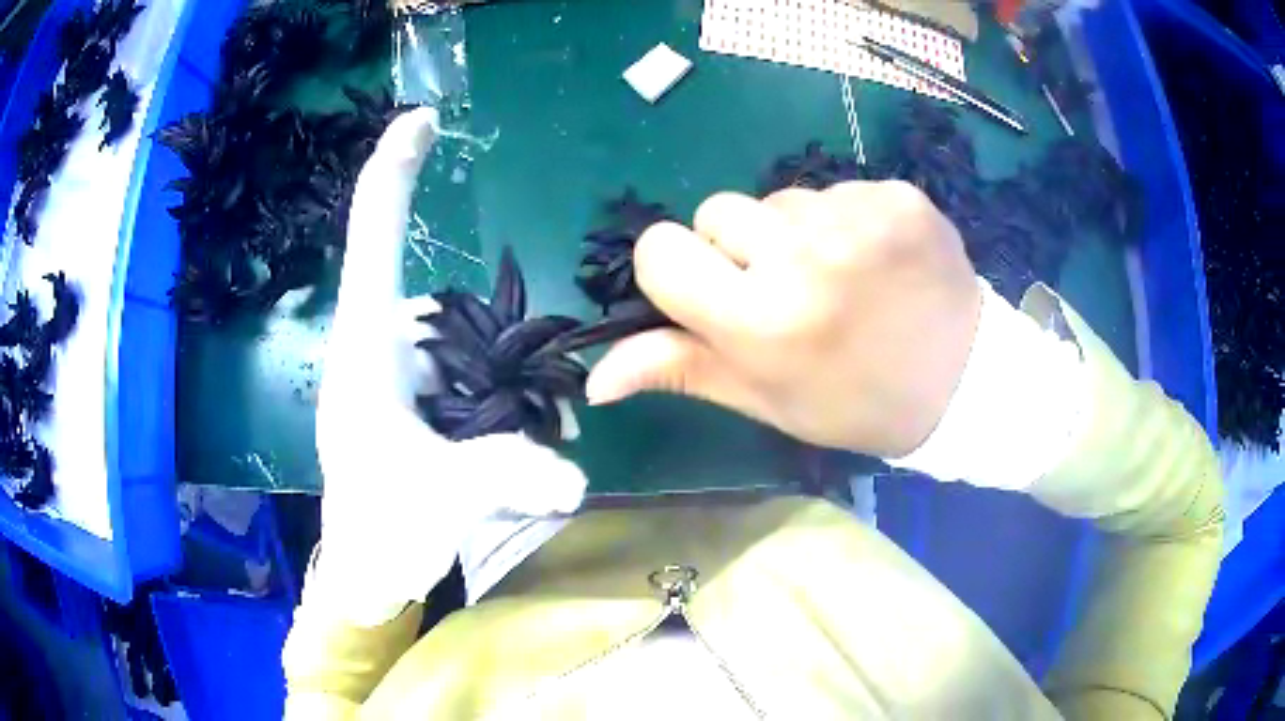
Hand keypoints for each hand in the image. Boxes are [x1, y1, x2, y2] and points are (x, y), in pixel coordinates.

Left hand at [313, 108, 585, 623]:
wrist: (370, 574)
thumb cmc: (380, 532)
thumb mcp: (437, 502)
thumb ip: (504, 474)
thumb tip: (573, 471)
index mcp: (365, 349)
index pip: (374, 238)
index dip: (395, 173)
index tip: (423, 121)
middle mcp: (384, 346)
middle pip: (449, 307)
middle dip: (494, 353)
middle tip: (511, 432)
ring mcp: (406, 374)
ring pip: (471, 347)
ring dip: (507, 389)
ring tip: (518, 453)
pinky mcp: (425, 401)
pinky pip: (475, 377)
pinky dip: (505, 403)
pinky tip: (522, 446)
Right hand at [586, 182, 981, 457]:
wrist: (963, 382)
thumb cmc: (855, 402)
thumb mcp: (766, 400)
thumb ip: (682, 371)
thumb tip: (596, 377)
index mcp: (762, 321)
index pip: (661, 250)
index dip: (676, 269)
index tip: (712, 291)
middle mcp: (804, 258)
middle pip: (718, 212)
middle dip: (739, 251)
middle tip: (790, 293)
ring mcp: (857, 218)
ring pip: (779, 200)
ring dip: (795, 235)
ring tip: (842, 278)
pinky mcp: (896, 195)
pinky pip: (835, 191)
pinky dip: (844, 220)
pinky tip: (877, 259)